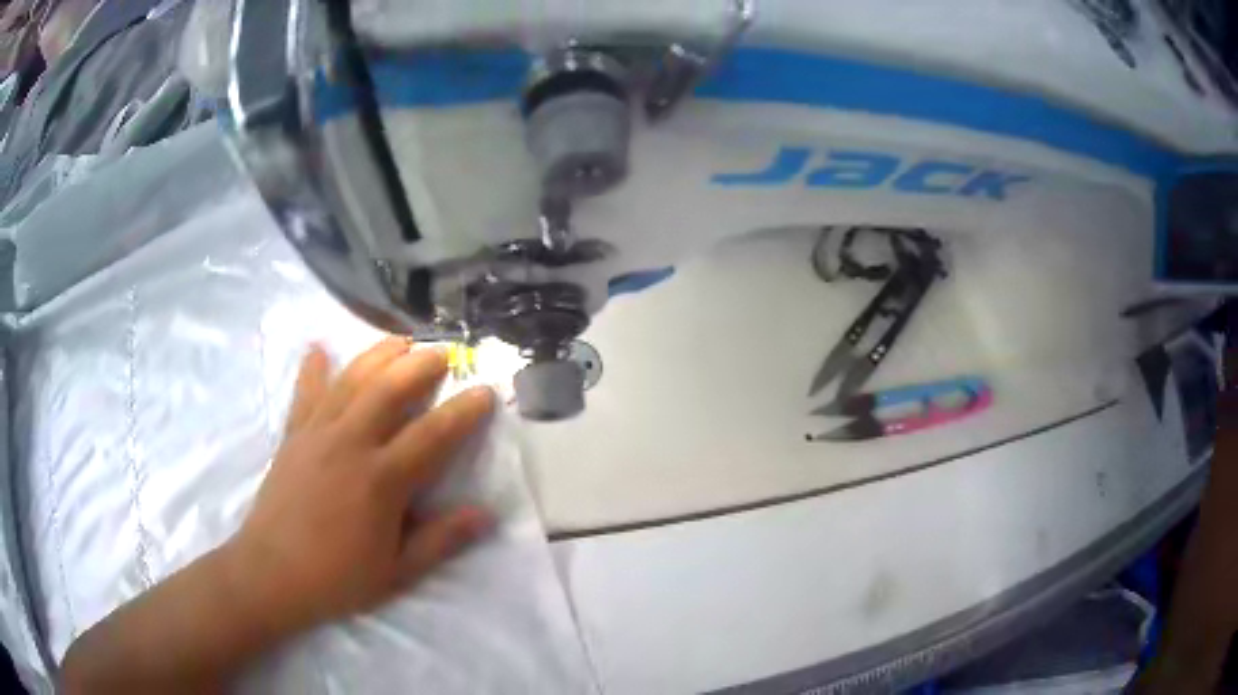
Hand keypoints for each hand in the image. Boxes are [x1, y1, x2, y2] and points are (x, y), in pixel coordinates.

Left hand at [222, 337, 494, 637]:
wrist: (271, 575)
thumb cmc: (338, 578)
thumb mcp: (398, 572)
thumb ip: (441, 540)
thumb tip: (486, 514)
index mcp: (381, 480)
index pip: (432, 435)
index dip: (463, 412)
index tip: (485, 391)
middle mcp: (349, 444)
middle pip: (389, 390)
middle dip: (420, 366)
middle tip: (443, 353)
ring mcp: (316, 434)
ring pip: (350, 381)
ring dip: (377, 355)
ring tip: (399, 340)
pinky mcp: (292, 436)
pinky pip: (304, 393)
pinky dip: (312, 369)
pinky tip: (318, 348)